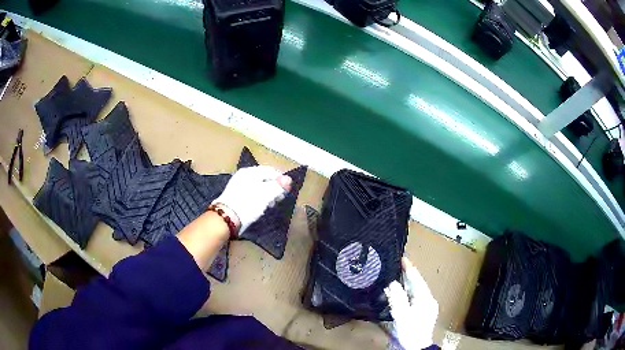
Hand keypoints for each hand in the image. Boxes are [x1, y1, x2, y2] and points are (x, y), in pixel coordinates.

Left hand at [212, 165, 291, 234]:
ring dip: (267, 194)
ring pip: (258, 186)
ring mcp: (238, 185)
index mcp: (250, 172)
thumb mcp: (266, 194)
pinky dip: (258, 198)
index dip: (281, 179)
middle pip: (264, 178)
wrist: (226, 218)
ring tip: (270, 204)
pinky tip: (260, 207)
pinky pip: (251, 193)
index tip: (287, 191)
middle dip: (274, 188)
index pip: (270, 170)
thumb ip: (278, 186)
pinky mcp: (235, 196)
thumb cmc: (248, 204)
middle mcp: (243, 175)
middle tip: (280, 199)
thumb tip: (288, 179)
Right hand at [384, 258, 438, 349]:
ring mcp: (427, 306)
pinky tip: (401, 293)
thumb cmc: (410, 330)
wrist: (417, 346)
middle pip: (417, 284)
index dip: (409, 268)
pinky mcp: (424, 312)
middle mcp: (428, 299)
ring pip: (416, 291)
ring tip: (397, 277)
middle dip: (408, 275)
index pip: (417, 279)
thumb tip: (393, 282)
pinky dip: (408, 293)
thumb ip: (397, 298)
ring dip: (407, 284)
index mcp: (425, 298)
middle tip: (397, 266)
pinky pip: (415, 297)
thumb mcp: (402, 315)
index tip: (402, 258)